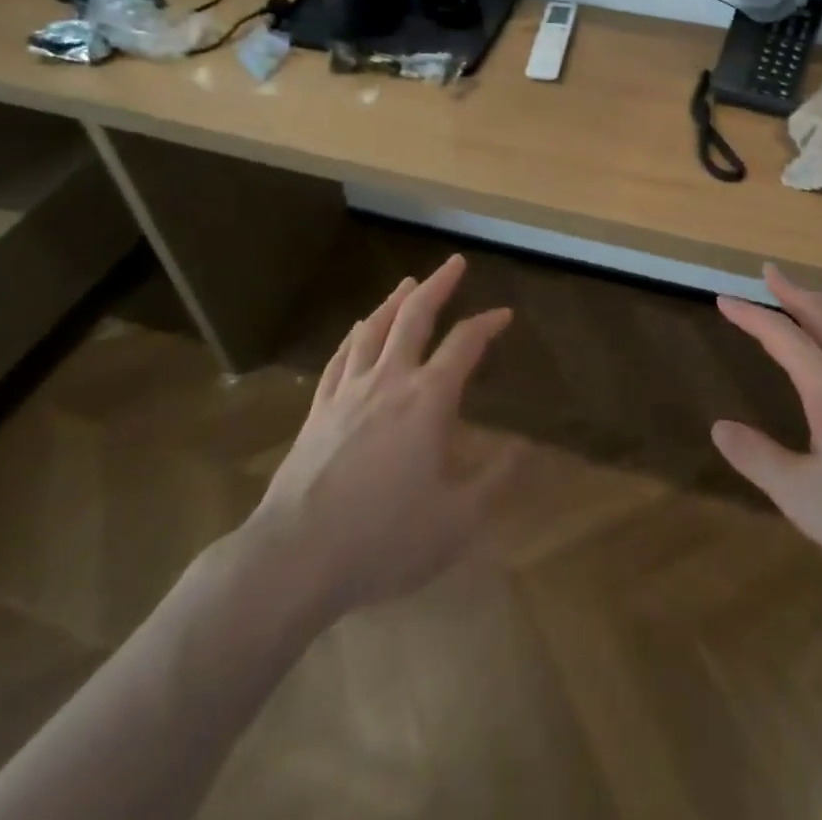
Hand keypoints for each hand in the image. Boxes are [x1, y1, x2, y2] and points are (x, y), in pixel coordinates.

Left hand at [243, 254, 514, 616]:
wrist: (295, 557)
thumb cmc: (384, 538)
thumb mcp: (457, 520)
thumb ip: (495, 479)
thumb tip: (526, 448)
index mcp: (428, 399)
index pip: (464, 344)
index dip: (487, 323)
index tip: (504, 313)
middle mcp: (389, 381)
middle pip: (414, 317)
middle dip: (438, 285)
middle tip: (454, 263)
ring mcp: (347, 393)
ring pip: (372, 329)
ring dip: (394, 301)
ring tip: (407, 284)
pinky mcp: (317, 412)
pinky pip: (339, 359)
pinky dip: (353, 336)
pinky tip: (357, 330)